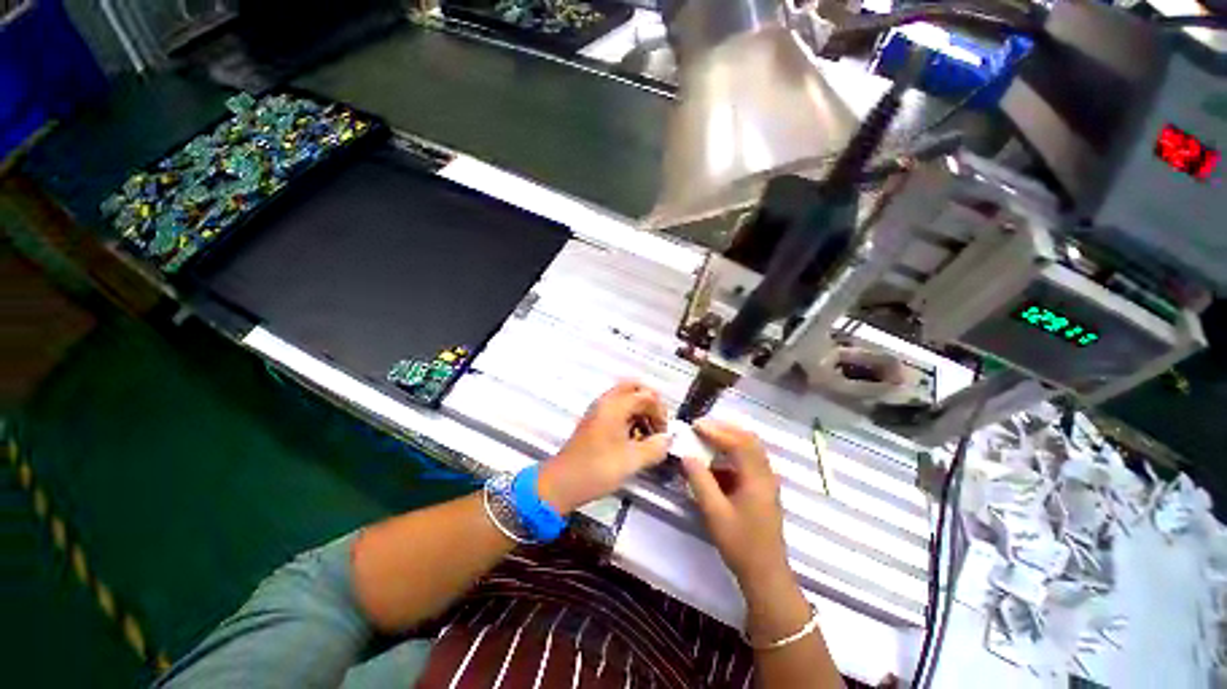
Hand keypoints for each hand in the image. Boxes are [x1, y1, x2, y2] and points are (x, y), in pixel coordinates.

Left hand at [537, 381, 670, 513]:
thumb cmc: (597, 468)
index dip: (660, 412)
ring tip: (647, 434)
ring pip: (625, 398)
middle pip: (634, 388)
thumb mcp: (632, 461)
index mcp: (615, 405)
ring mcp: (598, 411)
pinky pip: (617, 409)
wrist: (562, 483)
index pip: (647, 396)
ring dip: (640, 410)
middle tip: (657, 423)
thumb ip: (656, 448)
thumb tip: (668, 440)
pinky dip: (629, 417)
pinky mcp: (595, 422)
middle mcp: (606, 402)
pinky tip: (633, 439)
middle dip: (650, 403)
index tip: (664, 433)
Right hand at [680, 419, 789, 583]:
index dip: (716, 431)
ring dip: (727, 439)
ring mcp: (766, 480)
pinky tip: (713, 461)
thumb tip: (686, 456)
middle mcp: (765, 474)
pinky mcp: (761, 487)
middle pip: (748, 439)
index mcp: (757, 478)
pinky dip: (730, 454)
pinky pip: (747, 461)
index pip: (738, 443)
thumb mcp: (715, 513)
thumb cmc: (740, 544)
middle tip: (701, 427)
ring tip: (705, 437)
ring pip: (749, 448)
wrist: (765, 574)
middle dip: (724, 429)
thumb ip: (700, 481)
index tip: (695, 426)